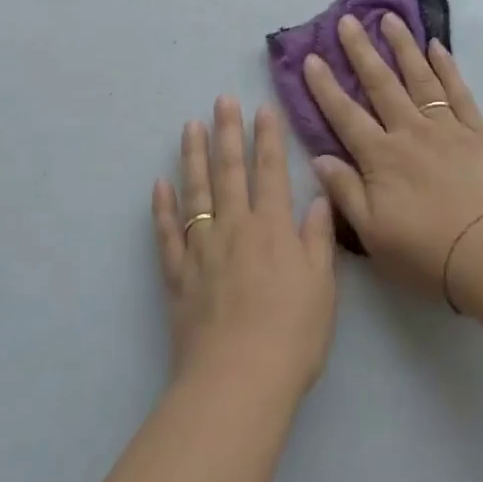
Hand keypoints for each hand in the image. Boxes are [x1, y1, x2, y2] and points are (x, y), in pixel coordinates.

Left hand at [151, 98, 336, 403]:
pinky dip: (162, 208)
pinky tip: (160, 185)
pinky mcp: (178, 276)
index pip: (271, 171)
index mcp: (273, 228)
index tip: (263, 109)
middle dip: (228, 133)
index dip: (268, 138)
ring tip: (190, 127)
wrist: (238, 381)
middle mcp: (235, 228)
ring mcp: (202, 250)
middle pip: (230, 171)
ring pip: (196, 193)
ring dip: (193, 158)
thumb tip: (318, 199)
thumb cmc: (292, 335)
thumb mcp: (322, 287)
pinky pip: (167, 234)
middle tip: (221, 100)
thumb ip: (318, 239)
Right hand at [302, 15, 482, 304]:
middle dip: (361, 51)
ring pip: (419, 78)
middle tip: (347, 20)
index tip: (312, 57)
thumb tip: (319, 158)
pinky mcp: (477, 131)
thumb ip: (345, 192)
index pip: (346, 115)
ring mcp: (446, 127)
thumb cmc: (427, 252)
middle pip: (381, 84)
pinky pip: (458, 91)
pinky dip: (447, 67)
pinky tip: (436, 46)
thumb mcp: (373, 233)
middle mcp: (410, 132)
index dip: (325, 86)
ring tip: (389, 19)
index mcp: (381, 157)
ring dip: (403, 46)